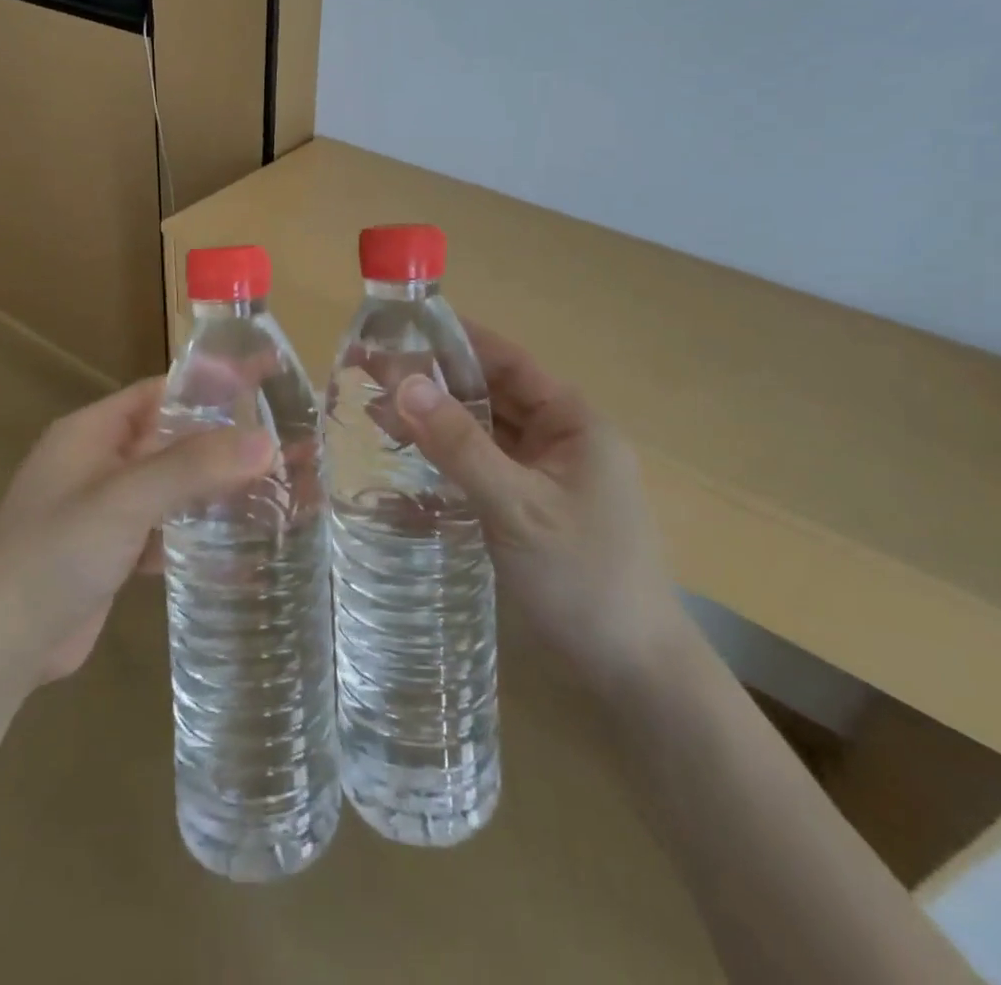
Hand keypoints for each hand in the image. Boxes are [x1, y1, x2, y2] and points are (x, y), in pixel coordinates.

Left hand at [0, 378, 274, 685]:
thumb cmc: (54, 554)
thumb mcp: (124, 500)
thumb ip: (193, 466)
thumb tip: (266, 440)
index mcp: (91, 432)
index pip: (161, 392)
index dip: (210, 385)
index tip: (265, 383)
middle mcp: (98, 462)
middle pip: (170, 440)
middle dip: (222, 443)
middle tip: (285, 444)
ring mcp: (104, 510)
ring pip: (170, 487)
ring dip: (213, 490)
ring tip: (274, 491)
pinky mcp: (112, 552)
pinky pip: (163, 529)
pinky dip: (195, 533)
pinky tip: (238, 547)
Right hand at [394, 324, 688, 692]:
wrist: (633, 673)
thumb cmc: (584, 578)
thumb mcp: (517, 506)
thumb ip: (460, 445)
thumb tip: (402, 382)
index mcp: (572, 420)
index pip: (505, 361)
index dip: (453, 340)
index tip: (398, 327)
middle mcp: (559, 437)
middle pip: (489, 393)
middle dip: (433, 381)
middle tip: (368, 371)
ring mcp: (544, 474)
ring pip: (482, 431)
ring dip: (435, 419)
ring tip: (373, 408)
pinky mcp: (527, 507)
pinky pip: (482, 466)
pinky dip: (447, 457)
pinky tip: (407, 456)